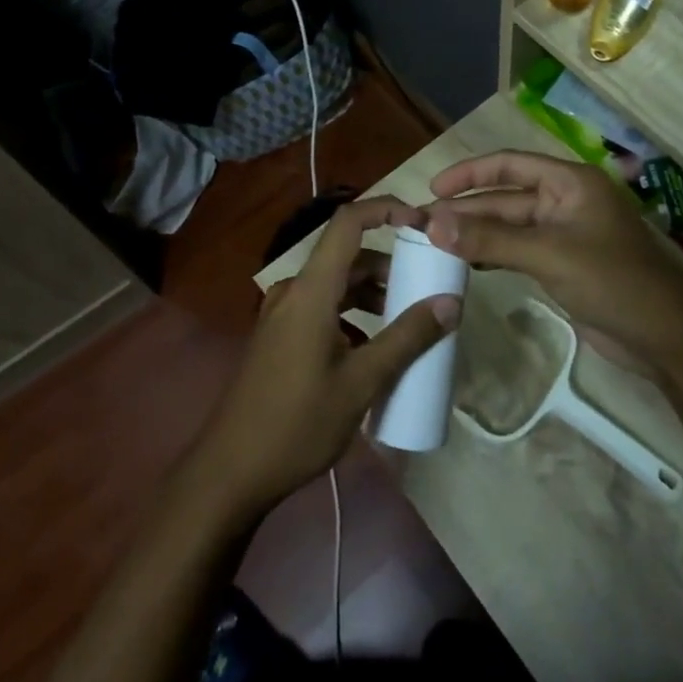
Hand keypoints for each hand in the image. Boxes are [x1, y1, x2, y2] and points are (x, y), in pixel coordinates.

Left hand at [191, 197, 460, 518]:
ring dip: (372, 292)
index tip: (422, 224)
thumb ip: (407, 338)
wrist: (231, 471)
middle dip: (389, 264)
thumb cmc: (297, 423)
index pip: (348, 222)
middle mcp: (294, 291)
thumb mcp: (361, 383)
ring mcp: (282, 314)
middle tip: (426, 285)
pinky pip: (322, 307)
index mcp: (311, 290)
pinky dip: (352, 314)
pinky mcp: (279, 336)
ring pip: (335, 284)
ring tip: (407, 320)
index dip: (386, 210)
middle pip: (347, 255)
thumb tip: (451, 302)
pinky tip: (372, 348)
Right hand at [424, 151, 682, 359]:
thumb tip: (433, 224)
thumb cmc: (612, 281)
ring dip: (476, 233)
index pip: (510, 164)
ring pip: (510, 226)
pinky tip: (466, 263)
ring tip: (434, 243)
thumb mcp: (548, 254)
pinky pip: (519, 250)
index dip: (469, 173)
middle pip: (506, 197)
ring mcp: (565, 234)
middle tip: (422, 225)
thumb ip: (490, 239)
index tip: (432, 189)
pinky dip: (493, 254)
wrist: (666, 338)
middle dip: (466, 209)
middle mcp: (565, 201)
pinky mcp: (563, 265)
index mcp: (570, 182)